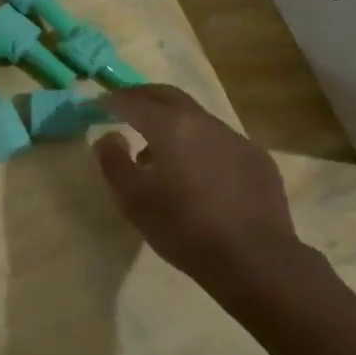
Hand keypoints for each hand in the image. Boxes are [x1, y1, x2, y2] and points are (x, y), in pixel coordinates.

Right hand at [94, 85, 296, 282]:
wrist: (253, 258)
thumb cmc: (184, 228)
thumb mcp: (134, 201)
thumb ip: (114, 163)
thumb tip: (106, 138)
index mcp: (171, 127)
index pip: (135, 102)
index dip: (113, 100)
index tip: (98, 104)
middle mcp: (205, 122)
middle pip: (169, 96)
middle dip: (144, 96)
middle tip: (126, 105)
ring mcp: (236, 138)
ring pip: (197, 118)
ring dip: (173, 123)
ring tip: (157, 148)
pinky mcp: (257, 159)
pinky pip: (220, 141)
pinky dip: (200, 145)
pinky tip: (197, 172)